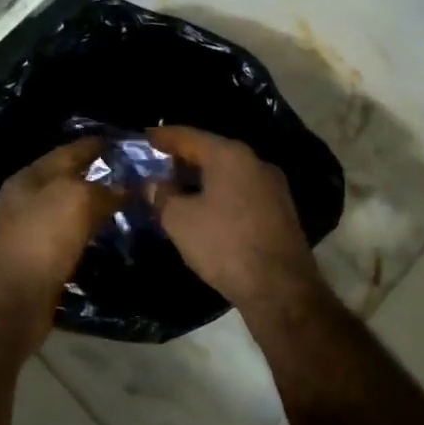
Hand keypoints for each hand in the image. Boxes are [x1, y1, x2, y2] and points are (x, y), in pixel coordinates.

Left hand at [0, 137, 118, 355]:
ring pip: (68, 210)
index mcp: (30, 177)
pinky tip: (106, 236)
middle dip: (98, 175)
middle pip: (67, 179)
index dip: (96, 144)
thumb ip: (102, 190)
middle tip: (134, 175)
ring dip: (93, 206)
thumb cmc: (40, 240)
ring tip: (127, 204)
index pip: (69, 151)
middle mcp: (26, 199)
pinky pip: (68, 238)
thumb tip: (125, 189)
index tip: (125, 142)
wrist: (8, 303)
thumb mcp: (75, 201)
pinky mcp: (37, 260)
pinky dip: (87, 233)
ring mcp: (28, 231)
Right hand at [148, 127, 325, 322]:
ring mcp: (272, 186)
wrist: (280, 289)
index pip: (188, 136)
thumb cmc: (224, 245)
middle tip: (155, 166)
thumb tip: (152, 184)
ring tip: (175, 188)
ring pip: (227, 173)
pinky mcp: (279, 211)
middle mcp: (255, 162)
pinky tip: (203, 209)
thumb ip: (161, 195)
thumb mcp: (179, 220)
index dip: (162, 137)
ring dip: (200, 179)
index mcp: (229, 155)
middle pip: (210, 152)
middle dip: (181, 159)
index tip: (143, 138)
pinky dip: (218, 194)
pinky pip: (240, 192)